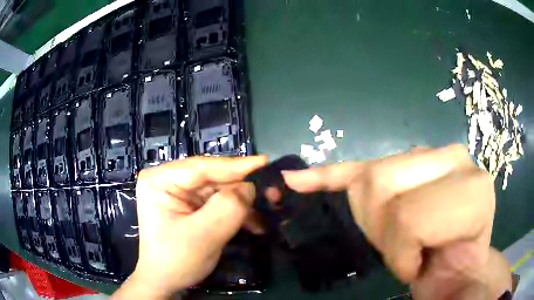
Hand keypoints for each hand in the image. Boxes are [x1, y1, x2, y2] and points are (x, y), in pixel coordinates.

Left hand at [113, 156, 266, 298]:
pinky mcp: (189, 204)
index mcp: (159, 180)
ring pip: (218, 190)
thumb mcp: (202, 236)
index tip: (265, 162)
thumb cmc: (175, 260)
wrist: (165, 281)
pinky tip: (252, 223)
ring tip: (265, 214)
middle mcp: (168, 179)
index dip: (235, 165)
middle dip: (241, 189)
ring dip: (241, 203)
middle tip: (272, 195)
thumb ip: (227, 208)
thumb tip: (250, 187)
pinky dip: (235, 212)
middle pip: (212, 178)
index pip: (201, 167)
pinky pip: (216, 202)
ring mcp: (179, 192)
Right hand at [282, 144, 510, 298]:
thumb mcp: (461, 289)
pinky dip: (326, 175)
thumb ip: (456, 289)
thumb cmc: (460, 277)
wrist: (460, 264)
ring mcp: (429, 155)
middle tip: (404, 252)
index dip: (403, 255)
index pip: (412, 216)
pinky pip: (358, 165)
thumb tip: (425, 282)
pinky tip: (298, 180)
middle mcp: (455, 158)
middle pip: (384, 185)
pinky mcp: (403, 164)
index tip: (415, 270)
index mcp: (475, 190)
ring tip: (394, 236)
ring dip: (368, 219)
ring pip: (368, 178)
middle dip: (383, 232)